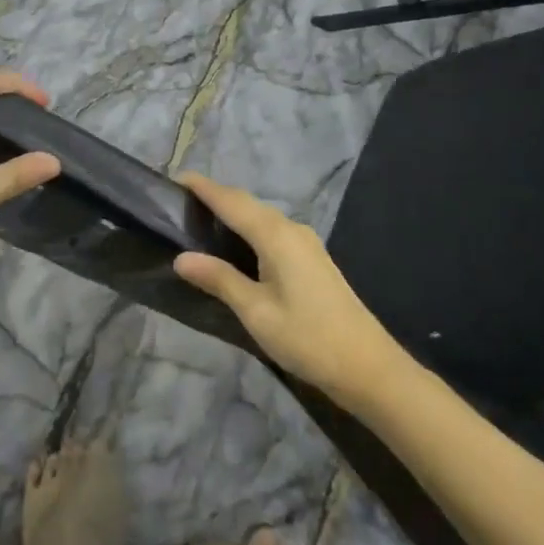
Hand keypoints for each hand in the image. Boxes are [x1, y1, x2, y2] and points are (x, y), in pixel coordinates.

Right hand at [174, 173, 408, 410]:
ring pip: (261, 217)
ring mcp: (306, 243)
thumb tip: (181, 258)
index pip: (231, 201)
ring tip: (200, 220)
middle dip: (215, 197)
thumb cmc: (307, 338)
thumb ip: (220, 279)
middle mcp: (291, 230)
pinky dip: (248, 229)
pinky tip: (235, 246)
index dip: (203, 187)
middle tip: (180, 203)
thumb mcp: (256, 312)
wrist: (368, 366)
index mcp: (276, 236)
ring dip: (232, 213)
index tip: (175, 177)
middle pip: (247, 204)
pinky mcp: (312, 259)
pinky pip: (272, 231)